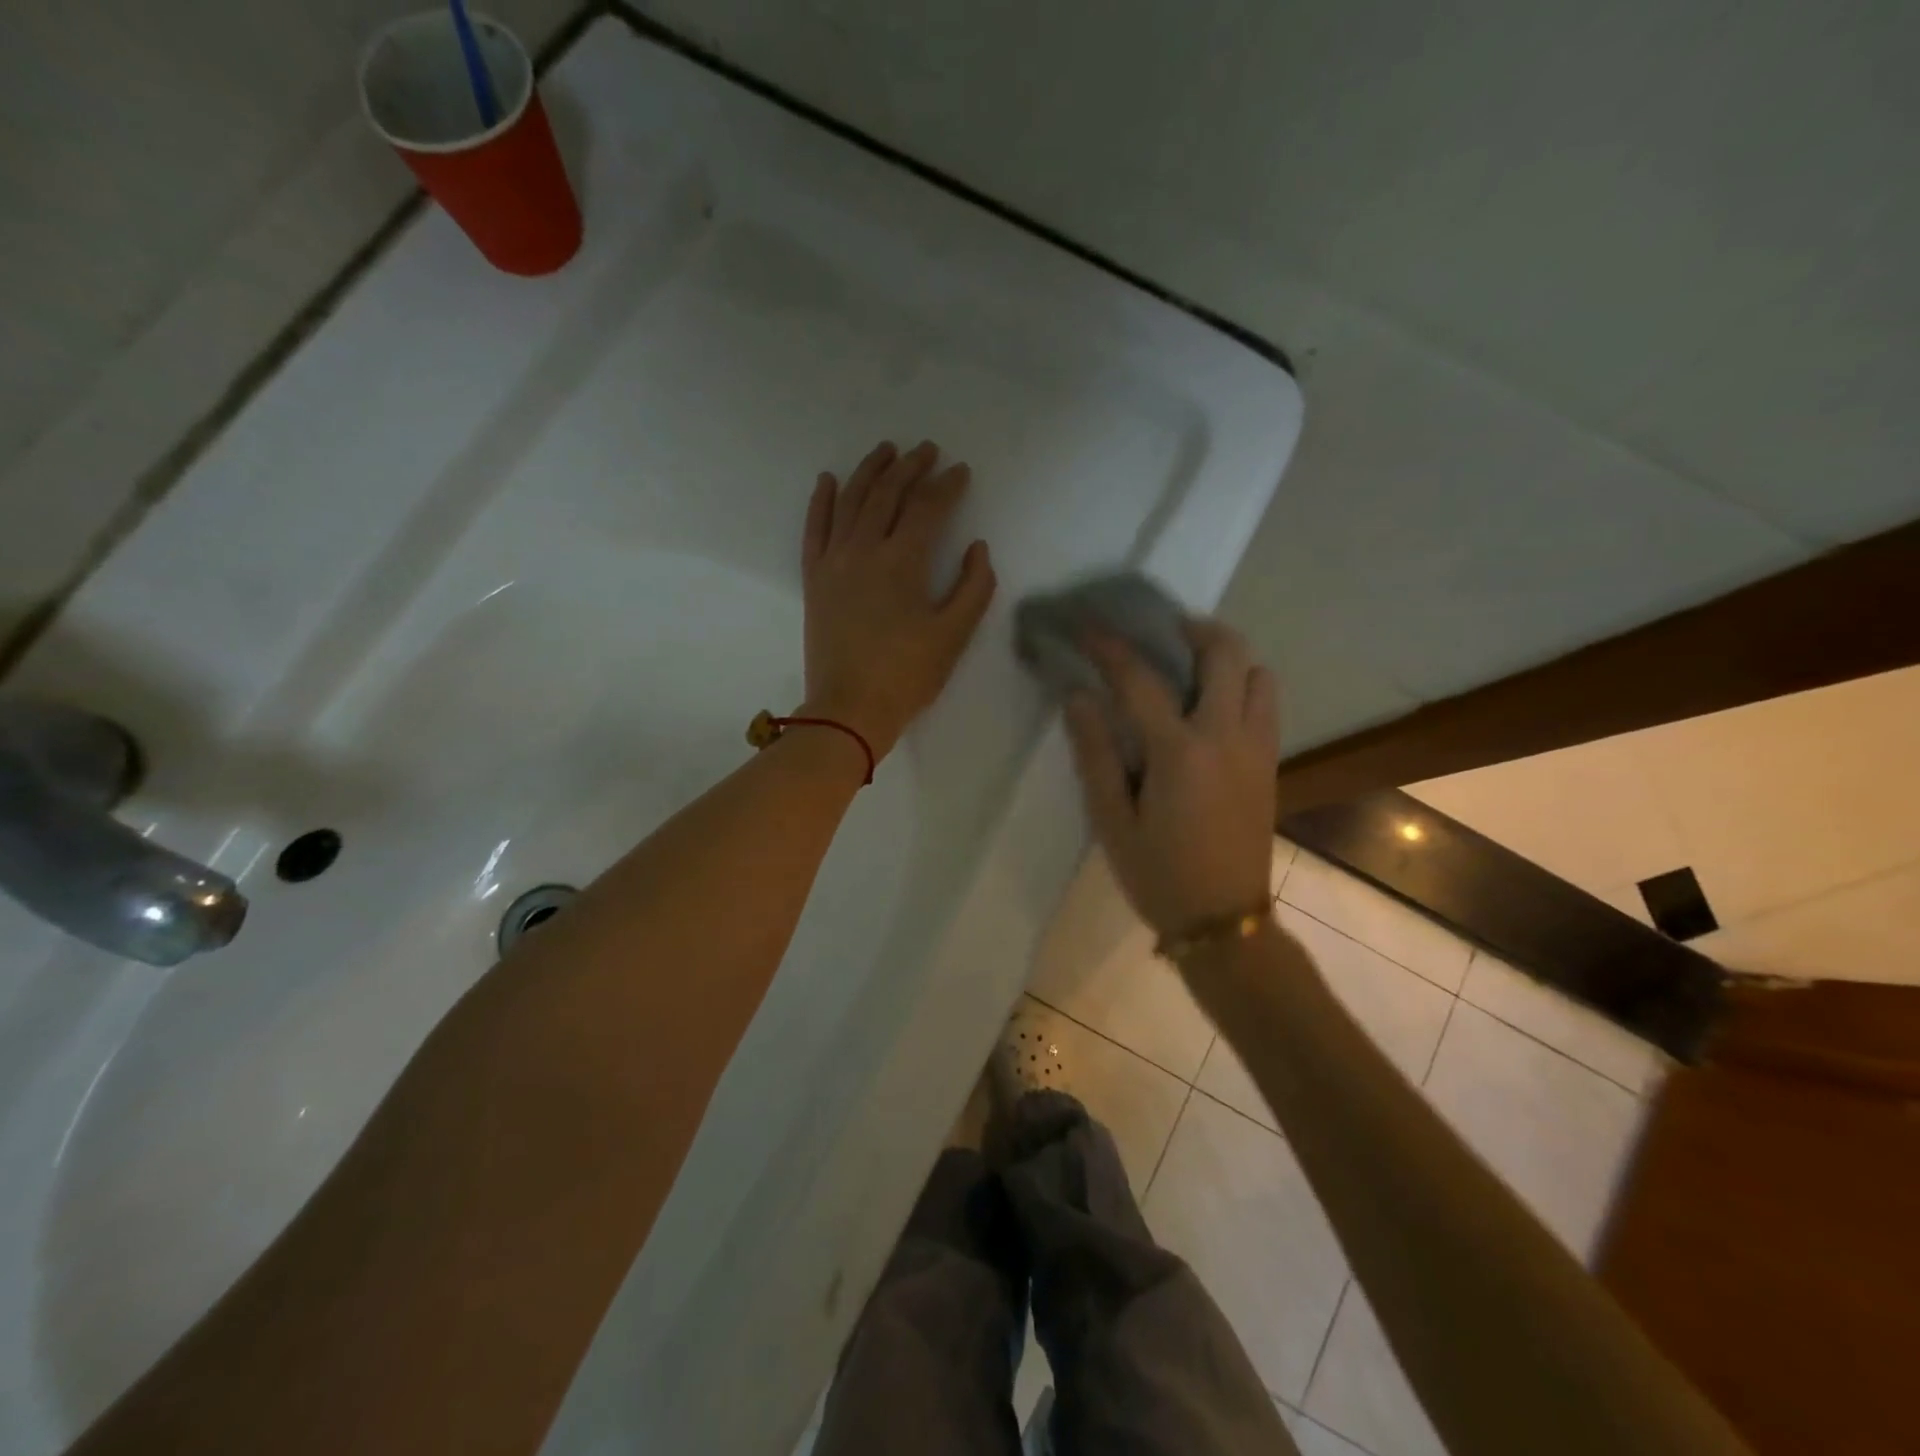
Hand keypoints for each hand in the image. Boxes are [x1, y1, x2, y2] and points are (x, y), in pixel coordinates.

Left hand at [801, 440, 996, 760]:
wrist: (849, 710)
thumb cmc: (907, 675)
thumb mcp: (953, 635)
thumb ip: (973, 587)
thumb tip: (977, 547)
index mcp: (902, 561)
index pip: (927, 507)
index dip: (947, 485)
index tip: (961, 471)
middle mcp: (864, 549)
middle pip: (887, 494)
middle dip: (910, 467)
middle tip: (927, 450)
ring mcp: (834, 562)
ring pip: (851, 502)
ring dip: (870, 471)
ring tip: (886, 450)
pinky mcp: (815, 579)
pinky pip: (815, 529)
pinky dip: (822, 501)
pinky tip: (829, 480)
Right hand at [1064, 619, 1279, 938]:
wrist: (1224, 921)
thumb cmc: (1158, 874)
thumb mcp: (1111, 821)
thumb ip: (1095, 754)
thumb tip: (1079, 697)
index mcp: (1180, 752)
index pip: (1140, 680)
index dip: (1110, 646)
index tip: (1088, 625)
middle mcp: (1227, 737)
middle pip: (1225, 653)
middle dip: (1192, 628)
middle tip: (1160, 630)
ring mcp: (1257, 749)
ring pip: (1258, 674)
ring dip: (1226, 657)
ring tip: (1190, 666)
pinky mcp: (1271, 764)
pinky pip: (1265, 704)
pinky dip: (1243, 686)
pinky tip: (1210, 707)